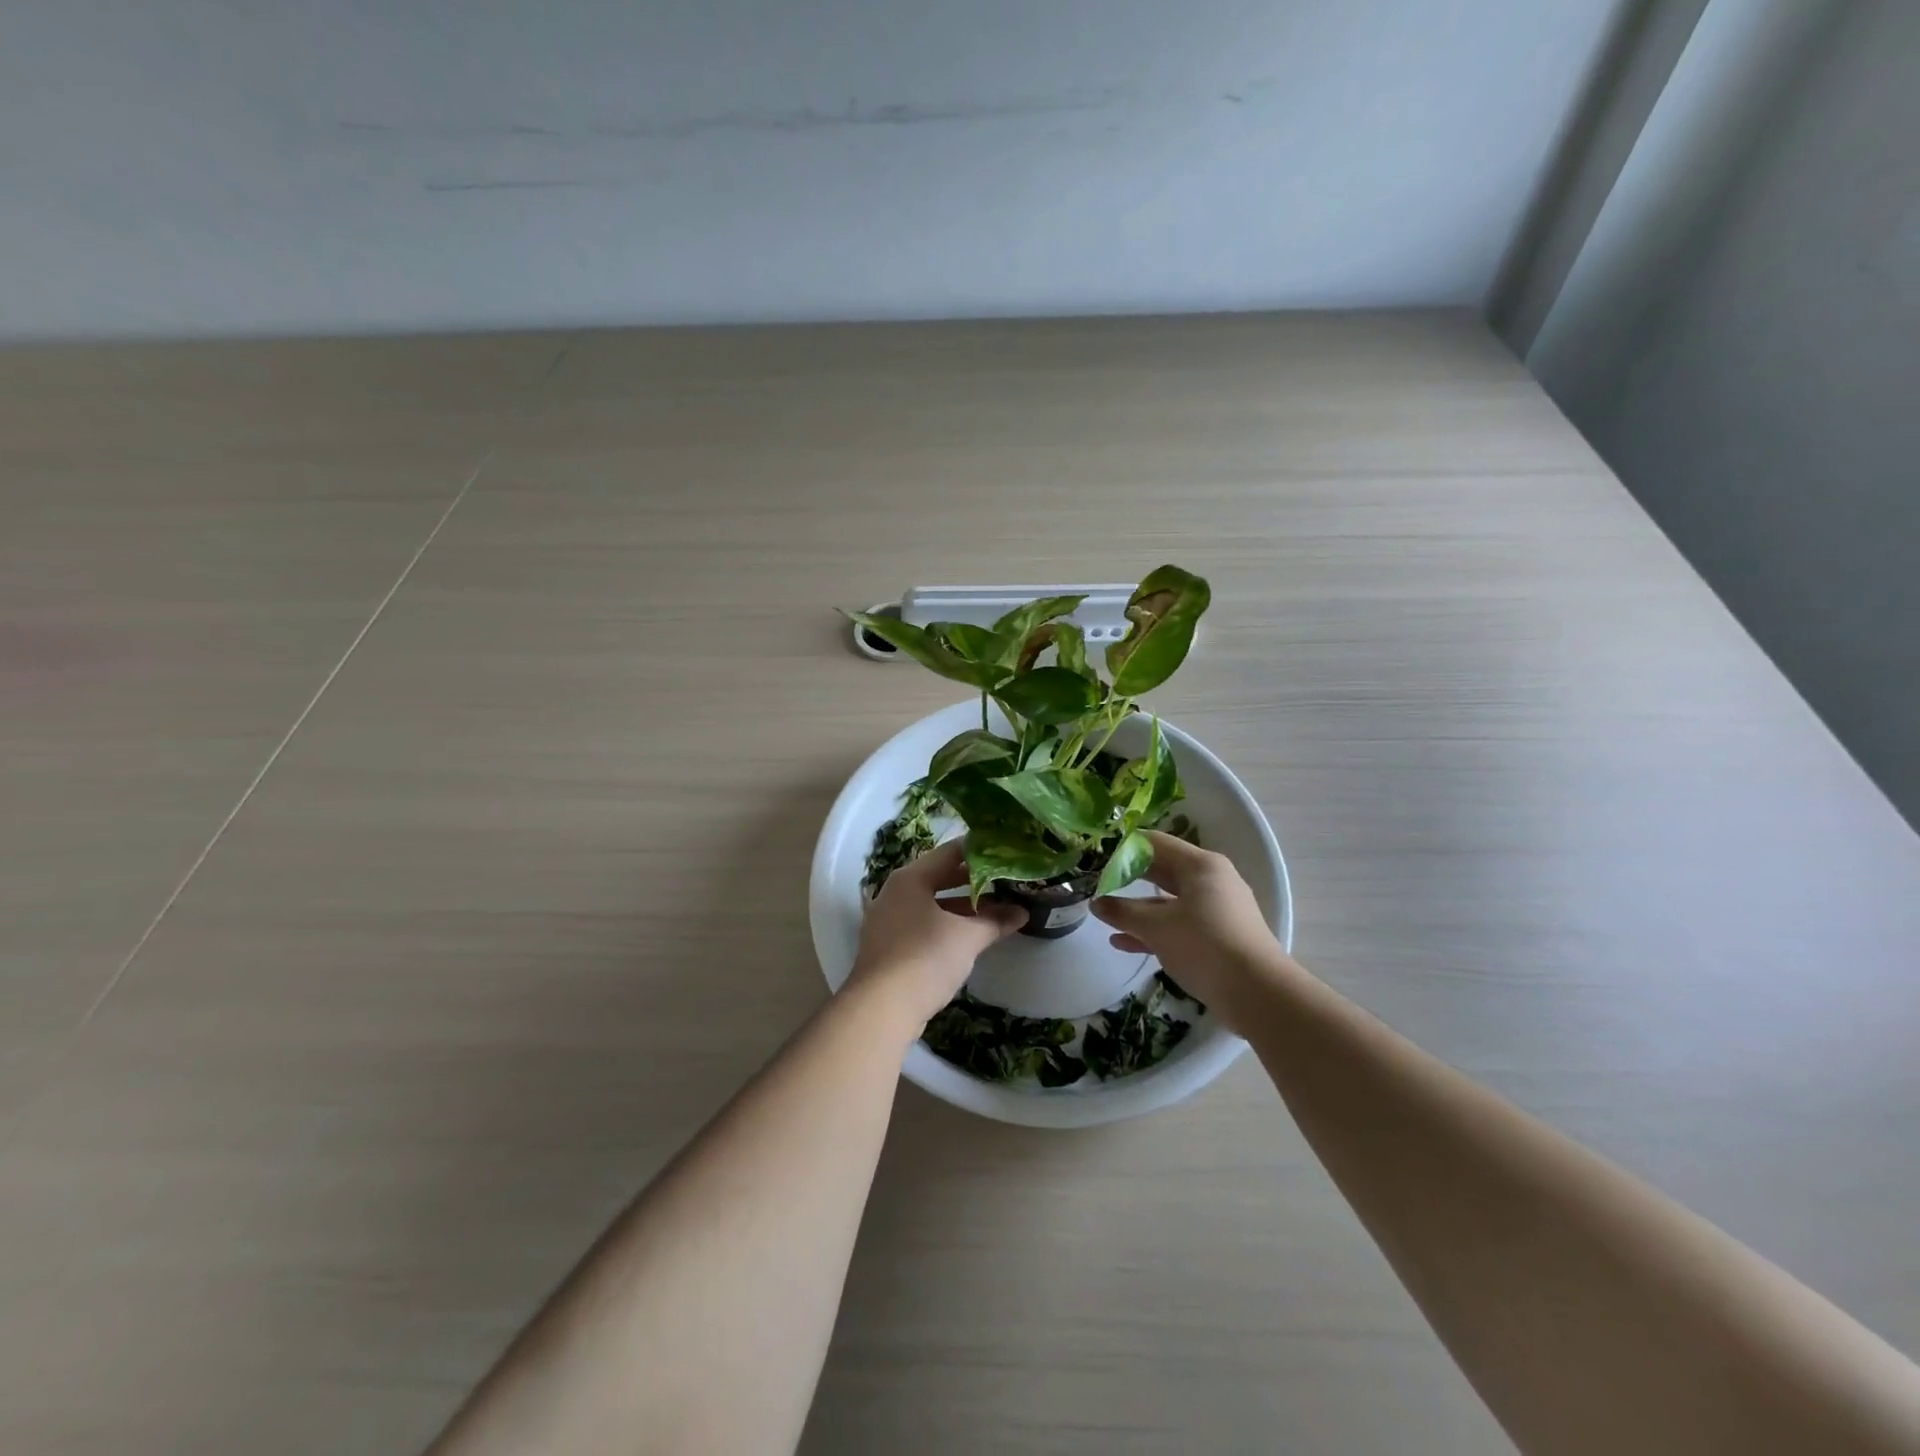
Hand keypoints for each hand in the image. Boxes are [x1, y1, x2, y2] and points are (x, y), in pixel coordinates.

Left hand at [846, 840, 1024, 1026]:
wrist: (881, 1009)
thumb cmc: (925, 958)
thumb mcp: (967, 937)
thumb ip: (995, 921)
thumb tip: (1022, 912)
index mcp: (911, 878)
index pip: (950, 852)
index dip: (981, 851)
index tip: (1007, 853)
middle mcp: (895, 892)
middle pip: (940, 877)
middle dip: (974, 882)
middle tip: (1007, 881)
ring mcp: (888, 920)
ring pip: (932, 904)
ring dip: (963, 907)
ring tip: (997, 910)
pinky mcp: (888, 946)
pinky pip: (923, 924)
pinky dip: (947, 925)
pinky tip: (970, 936)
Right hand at [1090, 831, 1298, 1032]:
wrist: (1259, 995)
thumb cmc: (1205, 946)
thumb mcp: (1157, 928)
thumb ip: (1123, 913)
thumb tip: (1096, 903)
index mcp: (1200, 865)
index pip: (1155, 843)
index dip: (1123, 849)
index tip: (1096, 859)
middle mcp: (1211, 880)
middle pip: (1162, 870)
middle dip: (1128, 877)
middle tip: (1096, 883)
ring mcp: (1216, 909)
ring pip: (1169, 901)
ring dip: (1138, 909)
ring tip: (1105, 916)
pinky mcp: (1218, 936)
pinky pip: (1179, 924)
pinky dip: (1154, 930)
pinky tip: (1123, 942)